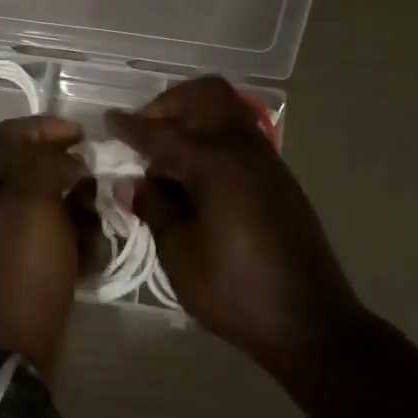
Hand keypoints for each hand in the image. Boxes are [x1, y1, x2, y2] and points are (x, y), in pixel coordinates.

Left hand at [0, 115, 95, 377]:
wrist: (11, 344)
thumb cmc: (22, 266)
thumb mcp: (31, 201)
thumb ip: (47, 165)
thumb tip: (70, 161)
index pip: (9, 135)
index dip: (42, 127)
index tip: (80, 136)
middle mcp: (4, 205)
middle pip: (41, 170)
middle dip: (75, 177)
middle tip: (99, 186)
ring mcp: (21, 239)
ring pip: (61, 207)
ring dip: (85, 213)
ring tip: (98, 229)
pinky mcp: (39, 267)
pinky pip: (67, 242)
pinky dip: (84, 246)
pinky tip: (93, 260)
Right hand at [108, 77, 362, 364]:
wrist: (309, 321)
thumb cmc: (235, 290)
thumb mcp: (180, 253)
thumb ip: (154, 208)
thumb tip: (130, 182)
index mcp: (214, 163)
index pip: (161, 133)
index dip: (130, 127)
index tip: (107, 121)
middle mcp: (243, 149)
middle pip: (206, 96)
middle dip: (169, 104)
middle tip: (145, 133)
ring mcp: (267, 161)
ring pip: (226, 112)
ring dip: (193, 118)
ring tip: (166, 156)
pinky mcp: (279, 178)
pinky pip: (239, 136)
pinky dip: (212, 137)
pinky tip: (195, 176)